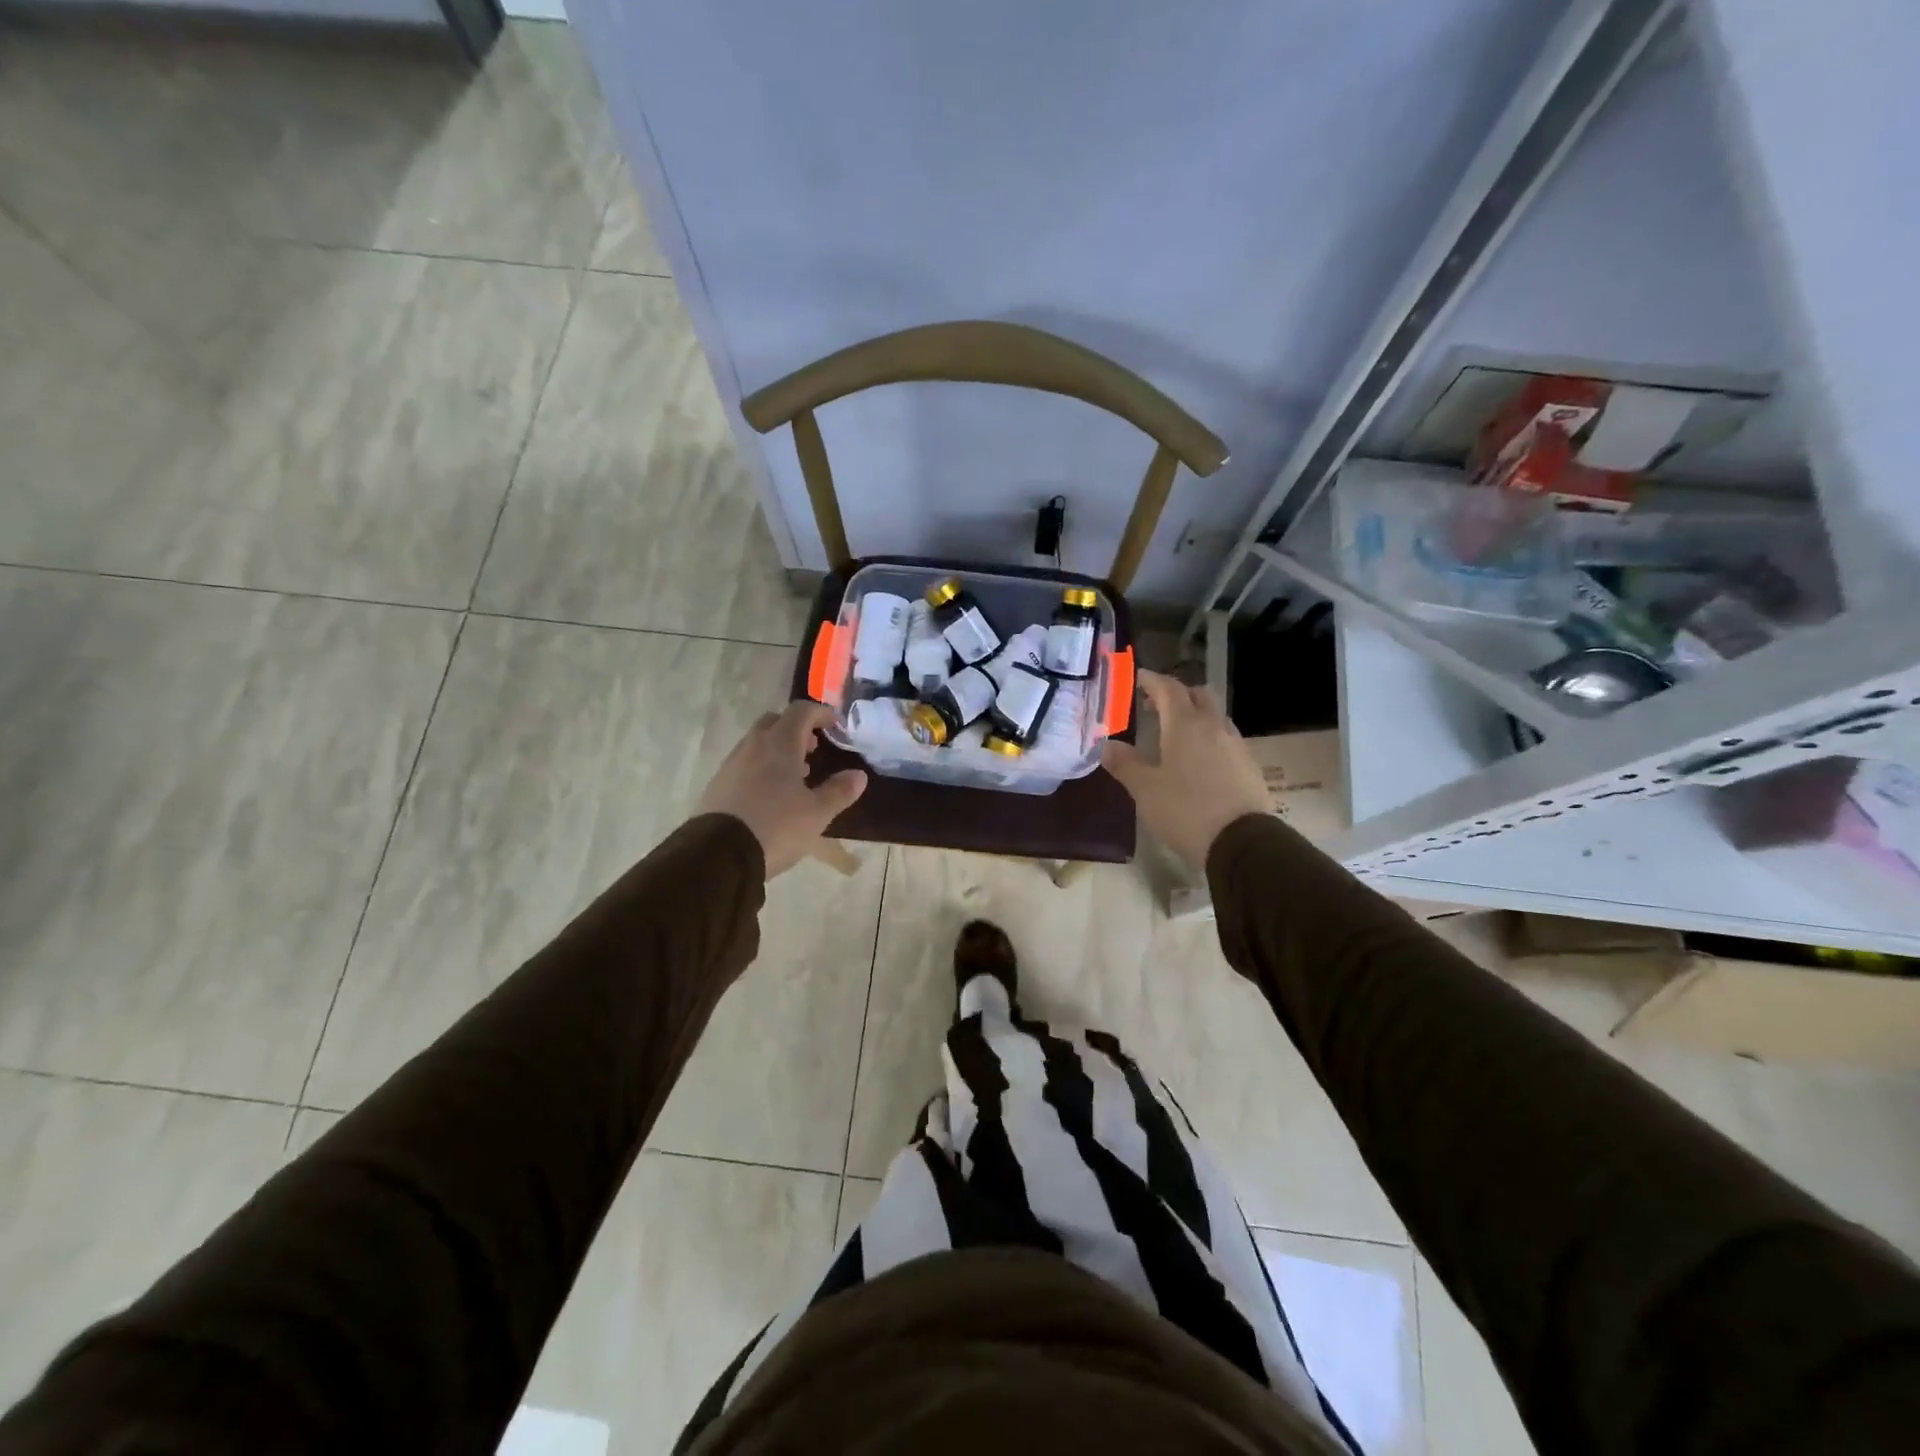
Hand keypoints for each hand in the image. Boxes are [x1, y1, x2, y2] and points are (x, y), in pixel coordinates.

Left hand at [697, 702, 866, 878]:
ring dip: (778, 751)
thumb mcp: (817, 813)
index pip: (801, 711)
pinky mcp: (717, 785)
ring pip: (757, 744)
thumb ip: (839, 791)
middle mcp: (752, 746)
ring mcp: (731, 765)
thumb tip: (859, 775)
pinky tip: (770, 796)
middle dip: (796, 730)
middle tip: (813, 749)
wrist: (718, 855)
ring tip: (795, 777)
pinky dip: (761, 768)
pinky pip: (744, 765)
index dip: (820, 713)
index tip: (835, 725)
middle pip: (774, 722)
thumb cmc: (776, 826)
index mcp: (779, 744)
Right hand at [1102, 670, 1270, 869]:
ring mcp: (1236, 745)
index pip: (1169, 689)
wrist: (1241, 842)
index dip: (1153, 680)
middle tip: (1157, 705)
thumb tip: (1107, 745)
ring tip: (1178, 733)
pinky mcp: (1249, 766)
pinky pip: (1226, 739)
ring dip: (1196, 715)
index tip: (1140, 677)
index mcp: (1185, 725)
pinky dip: (1210, 738)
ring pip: (1215, 716)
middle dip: (1178, 694)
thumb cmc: (1185, 810)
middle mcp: (1213, 727)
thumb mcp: (1145, 790)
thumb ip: (1125, 764)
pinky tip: (1200, 759)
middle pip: (1198, 695)